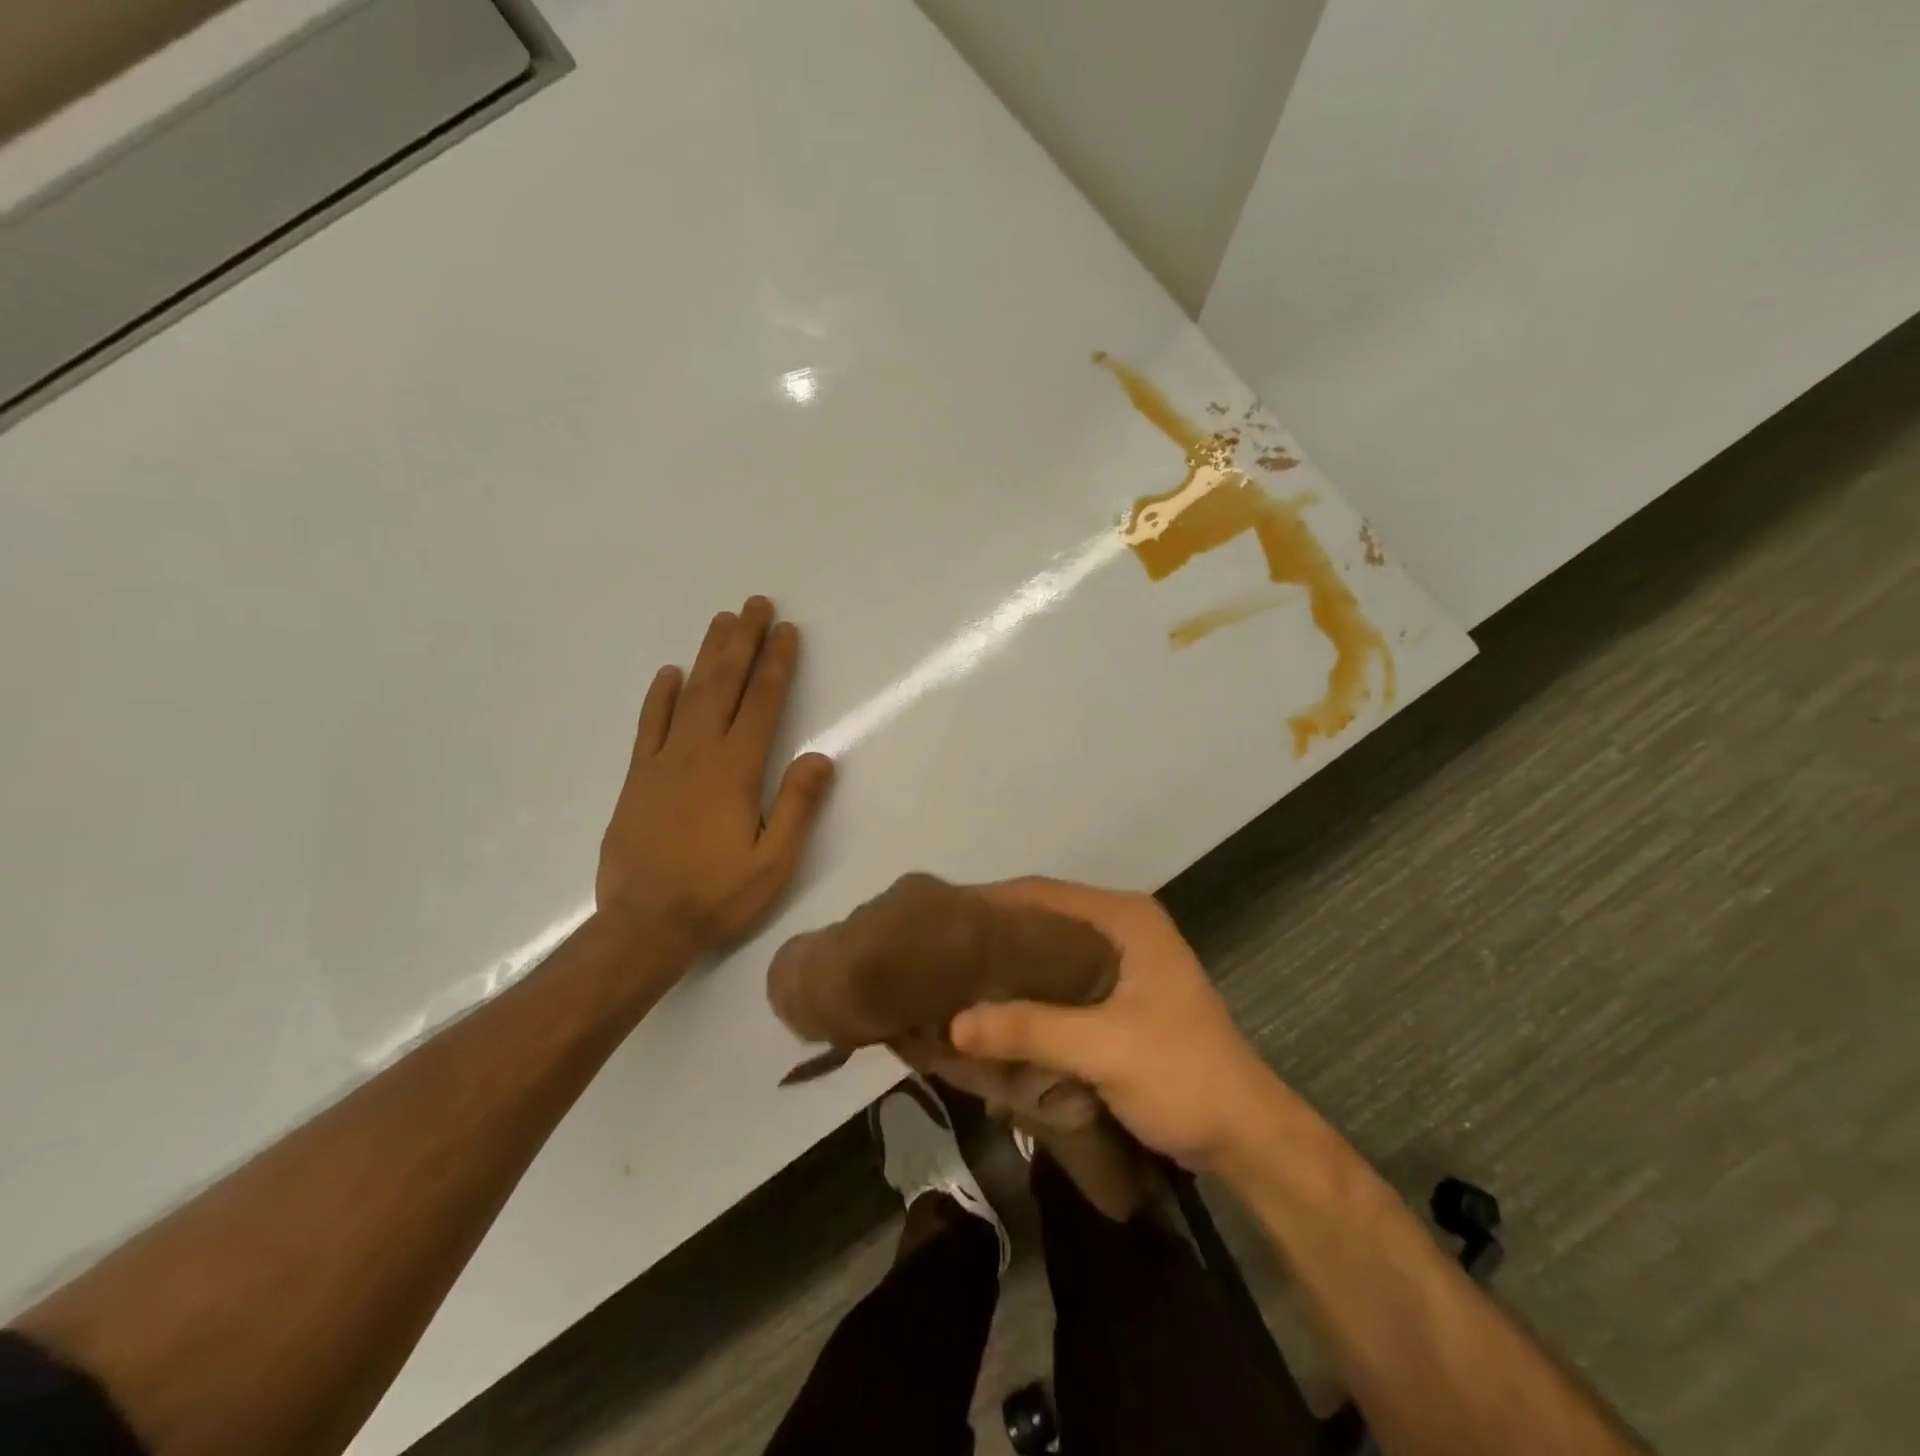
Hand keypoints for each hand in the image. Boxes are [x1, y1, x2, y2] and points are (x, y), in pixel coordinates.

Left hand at [597, 596, 834, 961]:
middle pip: (725, 685)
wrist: (643, 926)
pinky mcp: (637, 778)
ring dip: (707, 655)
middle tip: (755, 605)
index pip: (763, 704)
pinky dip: (660, 697)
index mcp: (736, 771)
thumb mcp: (774, 862)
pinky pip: (649, 726)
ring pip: (689, 695)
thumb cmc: (717, 896)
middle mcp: (699, 754)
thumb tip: (820, 756)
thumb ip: (797, 806)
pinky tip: (669, 673)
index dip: (777, 665)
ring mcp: (662, 762)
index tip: (787, 631)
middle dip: (743, 642)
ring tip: (723, 621)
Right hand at [949, 878, 1279, 1170]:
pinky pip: (1061, 982)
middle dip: (994, 936)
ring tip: (956, 981)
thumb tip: (954, 1023)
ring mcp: (1124, 962)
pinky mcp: (1121, 996)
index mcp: (1125, 917)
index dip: (989, 902)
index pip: (1041, 892)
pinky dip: (1030, 993)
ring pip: (1050, 952)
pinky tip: (996, 1012)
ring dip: (1010, 967)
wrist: (1247, 1136)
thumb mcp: (1103, 1049)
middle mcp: (1122, 928)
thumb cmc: (1182, 1076)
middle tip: (940, 956)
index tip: (939, 921)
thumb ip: (1030, 1030)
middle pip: (1043, 918)